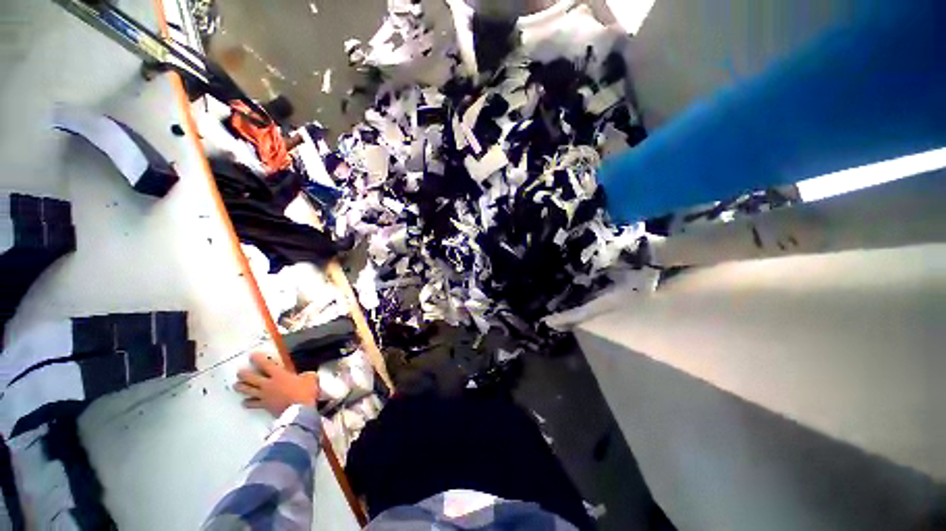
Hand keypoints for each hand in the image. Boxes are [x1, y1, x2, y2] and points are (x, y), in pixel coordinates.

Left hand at [235, 352, 319, 416]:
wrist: (300, 411)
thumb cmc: (305, 392)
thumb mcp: (311, 379)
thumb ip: (306, 375)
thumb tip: (306, 375)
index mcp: (279, 375)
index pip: (265, 364)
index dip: (258, 359)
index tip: (252, 355)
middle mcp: (268, 384)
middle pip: (251, 377)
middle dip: (244, 374)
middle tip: (239, 371)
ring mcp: (265, 396)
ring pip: (248, 390)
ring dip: (241, 387)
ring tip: (236, 385)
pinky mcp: (264, 406)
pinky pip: (253, 404)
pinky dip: (248, 403)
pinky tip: (244, 402)